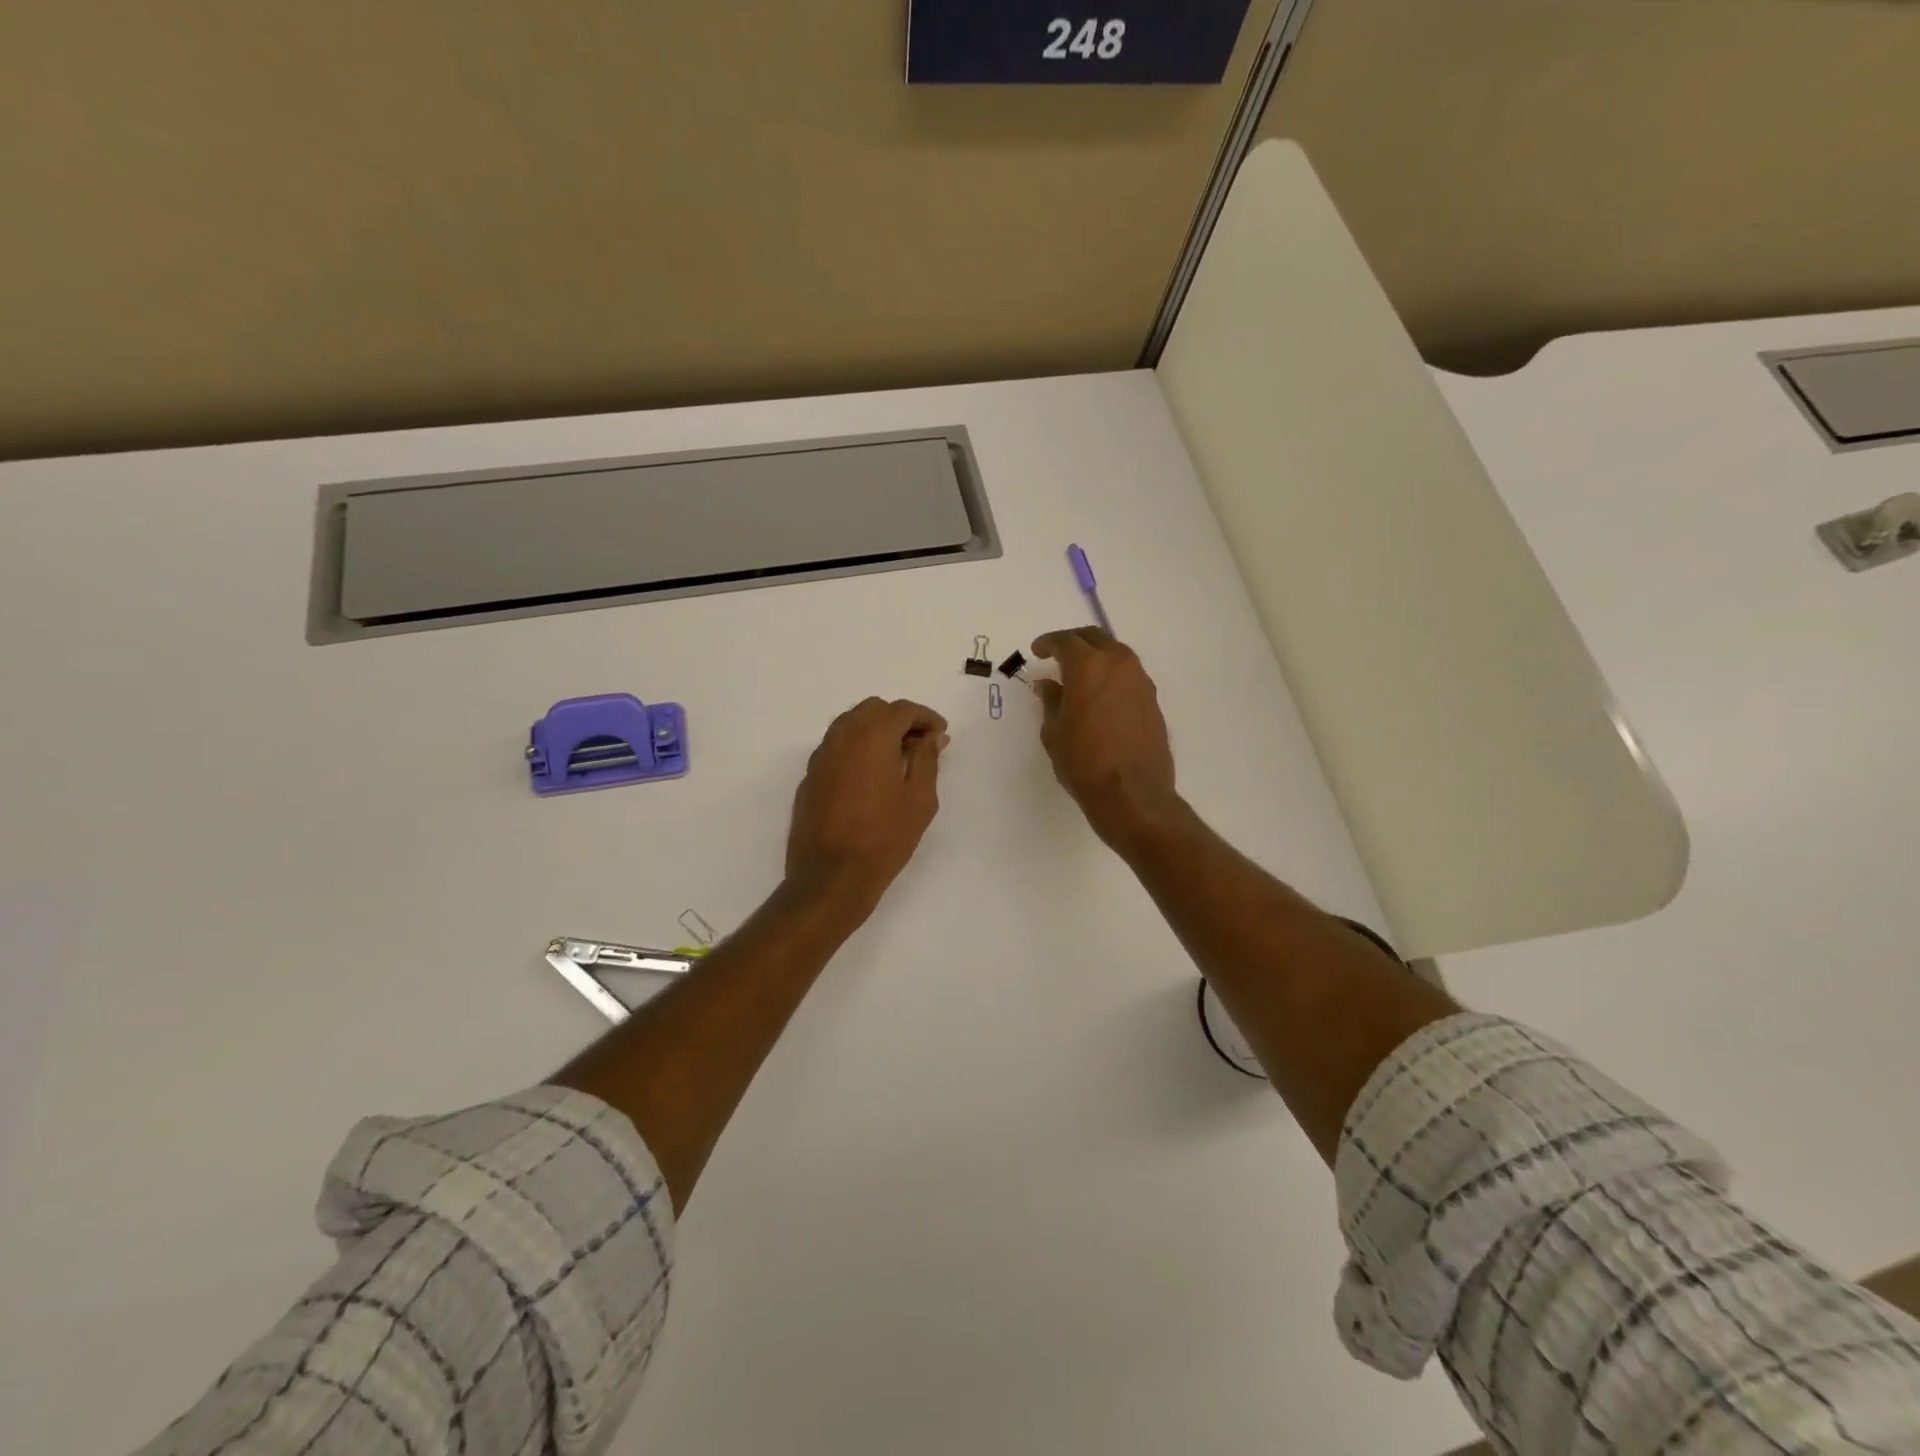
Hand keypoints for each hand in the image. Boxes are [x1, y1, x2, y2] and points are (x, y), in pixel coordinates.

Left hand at [785, 697, 947, 919]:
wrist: (831, 877)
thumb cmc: (884, 838)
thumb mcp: (919, 800)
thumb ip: (927, 759)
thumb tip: (932, 736)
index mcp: (871, 736)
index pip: (901, 710)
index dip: (925, 717)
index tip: (941, 734)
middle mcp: (841, 737)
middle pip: (873, 709)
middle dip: (899, 719)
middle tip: (920, 744)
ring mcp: (820, 757)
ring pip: (850, 724)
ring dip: (875, 731)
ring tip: (897, 759)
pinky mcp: (809, 777)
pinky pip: (836, 747)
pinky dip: (856, 748)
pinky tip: (870, 776)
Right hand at [1032, 628, 1182, 849]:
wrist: (1132, 794)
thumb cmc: (1084, 763)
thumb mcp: (1054, 732)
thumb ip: (1051, 701)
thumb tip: (1048, 684)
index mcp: (1088, 667)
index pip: (1065, 641)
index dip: (1048, 643)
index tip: (1037, 651)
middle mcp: (1118, 665)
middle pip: (1095, 638)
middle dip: (1074, 642)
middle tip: (1057, 654)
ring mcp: (1140, 681)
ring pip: (1116, 654)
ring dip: (1096, 656)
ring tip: (1079, 675)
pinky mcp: (1152, 700)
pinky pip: (1128, 675)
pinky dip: (1111, 675)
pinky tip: (1100, 694)